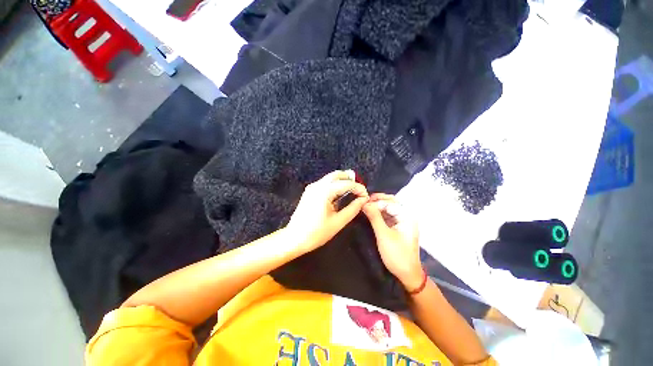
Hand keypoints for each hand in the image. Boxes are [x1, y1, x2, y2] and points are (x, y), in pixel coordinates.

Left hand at [287, 170, 368, 253]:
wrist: (294, 238)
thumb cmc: (317, 233)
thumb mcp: (338, 222)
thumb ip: (353, 209)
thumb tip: (363, 200)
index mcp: (325, 191)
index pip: (347, 184)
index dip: (359, 188)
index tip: (366, 197)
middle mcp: (318, 185)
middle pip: (338, 175)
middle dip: (351, 180)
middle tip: (359, 191)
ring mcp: (312, 187)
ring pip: (331, 178)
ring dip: (343, 182)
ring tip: (352, 193)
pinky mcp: (310, 191)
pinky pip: (325, 183)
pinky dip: (335, 185)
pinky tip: (340, 195)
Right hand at [362, 193, 423, 289]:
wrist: (407, 274)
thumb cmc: (397, 255)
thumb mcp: (383, 235)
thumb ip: (374, 217)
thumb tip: (365, 203)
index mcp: (407, 216)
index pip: (390, 202)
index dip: (376, 200)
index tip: (363, 202)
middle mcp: (406, 216)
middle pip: (391, 202)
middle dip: (378, 200)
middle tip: (364, 201)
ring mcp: (402, 221)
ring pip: (389, 208)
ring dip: (378, 206)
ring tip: (365, 206)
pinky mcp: (397, 227)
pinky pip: (388, 215)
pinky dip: (379, 213)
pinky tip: (371, 213)